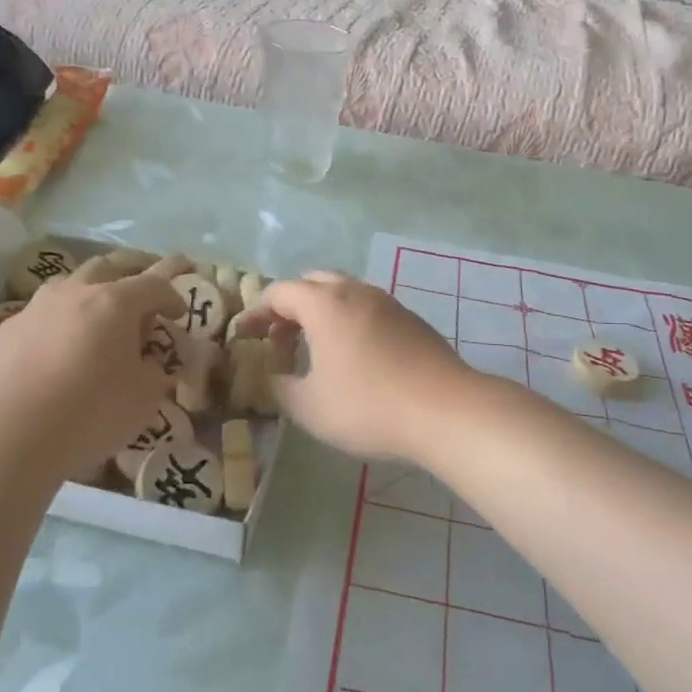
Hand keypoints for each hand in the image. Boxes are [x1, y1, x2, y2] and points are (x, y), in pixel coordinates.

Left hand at [0, 258, 184, 482]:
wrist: (8, 438)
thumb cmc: (90, 413)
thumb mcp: (145, 397)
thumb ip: (154, 371)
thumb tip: (148, 363)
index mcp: (115, 302)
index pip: (155, 285)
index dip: (173, 297)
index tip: (179, 315)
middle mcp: (75, 293)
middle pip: (109, 266)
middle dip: (133, 271)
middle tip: (144, 288)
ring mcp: (35, 309)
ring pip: (70, 283)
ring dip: (91, 291)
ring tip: (98, 313)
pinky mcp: (5, 332)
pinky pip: (41, 315)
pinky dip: (59, 322)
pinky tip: (57, 348)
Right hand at [253, 272, 475, 462]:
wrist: (446, 409)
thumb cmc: (368, 405)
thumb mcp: (310, 407)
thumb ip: (281, 389)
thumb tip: (274, 378)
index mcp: (325, 304)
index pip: (280, 292)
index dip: (257, 312)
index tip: (245, 336)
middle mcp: (355, 292)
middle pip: (313, 282)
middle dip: (290, 306)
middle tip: (279, 338)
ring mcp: (388, 302)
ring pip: (344, 293)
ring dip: (321, 312)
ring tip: (314, 348)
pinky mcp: (411, 319)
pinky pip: (368, 308)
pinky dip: (349, 321)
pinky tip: (353, 356)